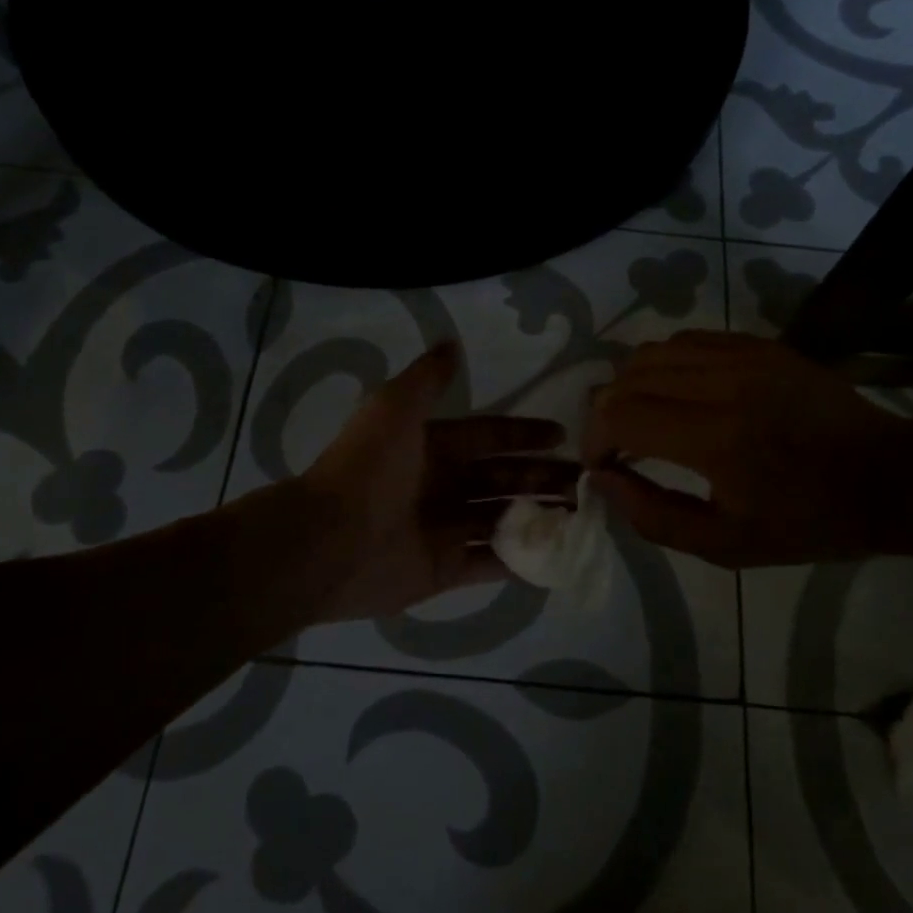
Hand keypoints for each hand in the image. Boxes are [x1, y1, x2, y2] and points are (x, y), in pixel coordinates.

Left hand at [297, 342, 578, 620]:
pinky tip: (555, 556)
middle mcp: (440, 485)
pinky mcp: (443, 570)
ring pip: (502, 518)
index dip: (523, 433)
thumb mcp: (395, 407)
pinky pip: (489, 562)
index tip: (562, 434)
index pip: (488, 436)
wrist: (328, 540)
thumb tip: (453, 343)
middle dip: (542, 476)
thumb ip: (427, 379)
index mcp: (432, 447)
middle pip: (502, 477)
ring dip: (538, 514)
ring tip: (579, 514)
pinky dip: (519, 560)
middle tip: (584, 480)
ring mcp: (443, 529)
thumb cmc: (367, 469)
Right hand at [582, 330, 912, 566]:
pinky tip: (679, 395)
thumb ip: (653, 516)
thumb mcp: (726, 545)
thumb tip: (602, 480)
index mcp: (716, 438)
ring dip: (632, 387)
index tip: (603, 466)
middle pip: (627, 377)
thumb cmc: (809, 522)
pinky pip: (686, 341)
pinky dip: (665, 366)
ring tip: (644, 420)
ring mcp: (743, 355)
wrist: (889, 476)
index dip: (595, 440)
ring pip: (651, 352)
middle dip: (606, 414)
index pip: (619, 414)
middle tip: (618, 448)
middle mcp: (723, 383)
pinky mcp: (758, 344)